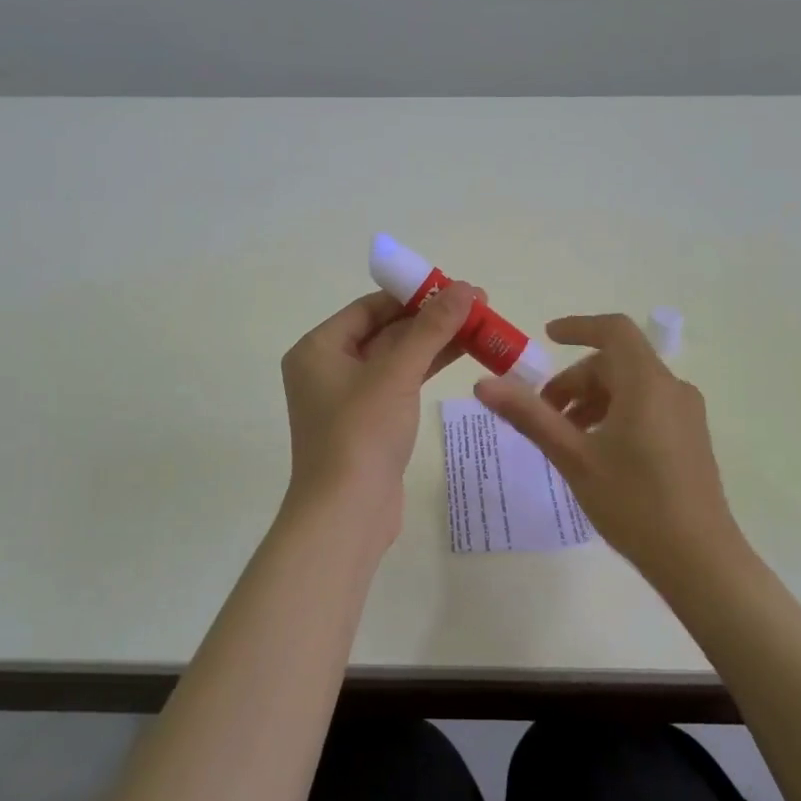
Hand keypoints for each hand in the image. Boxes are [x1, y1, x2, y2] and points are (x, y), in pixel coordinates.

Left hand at [279, 282, 478, 535]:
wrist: (347, 514)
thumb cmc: (361, 433)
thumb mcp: (397, 373)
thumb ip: (431, 329)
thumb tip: (465, 289)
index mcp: (318, 348)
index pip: (370, 307)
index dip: (413, 294)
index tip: (455, 287)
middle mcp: (328, 368)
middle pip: (385, 330)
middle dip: (431, 318)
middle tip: (478, 305)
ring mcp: (348, 397)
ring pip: (397, 358)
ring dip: (435, 342)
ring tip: (482, 326)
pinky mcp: (369, 422)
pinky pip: (400, 383)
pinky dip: (427, 368)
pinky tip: (463, 354)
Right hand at [475, 314, 743, 584]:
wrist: (700, 561)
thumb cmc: (633, 503)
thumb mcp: (573, 457)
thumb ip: (529, 416)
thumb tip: (484, 385)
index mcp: (646, 384)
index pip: (614, 331)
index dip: (578, 327)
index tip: (546, 337)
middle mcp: (671, 389)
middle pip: (617, 363)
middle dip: (575, 380)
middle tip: (543, 414)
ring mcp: (686, 414)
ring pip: (631, 386)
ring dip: (593, 399)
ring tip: (565, 436)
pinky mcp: (691, 437)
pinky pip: (647, 406)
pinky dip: (615, 413)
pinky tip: (597, 451)